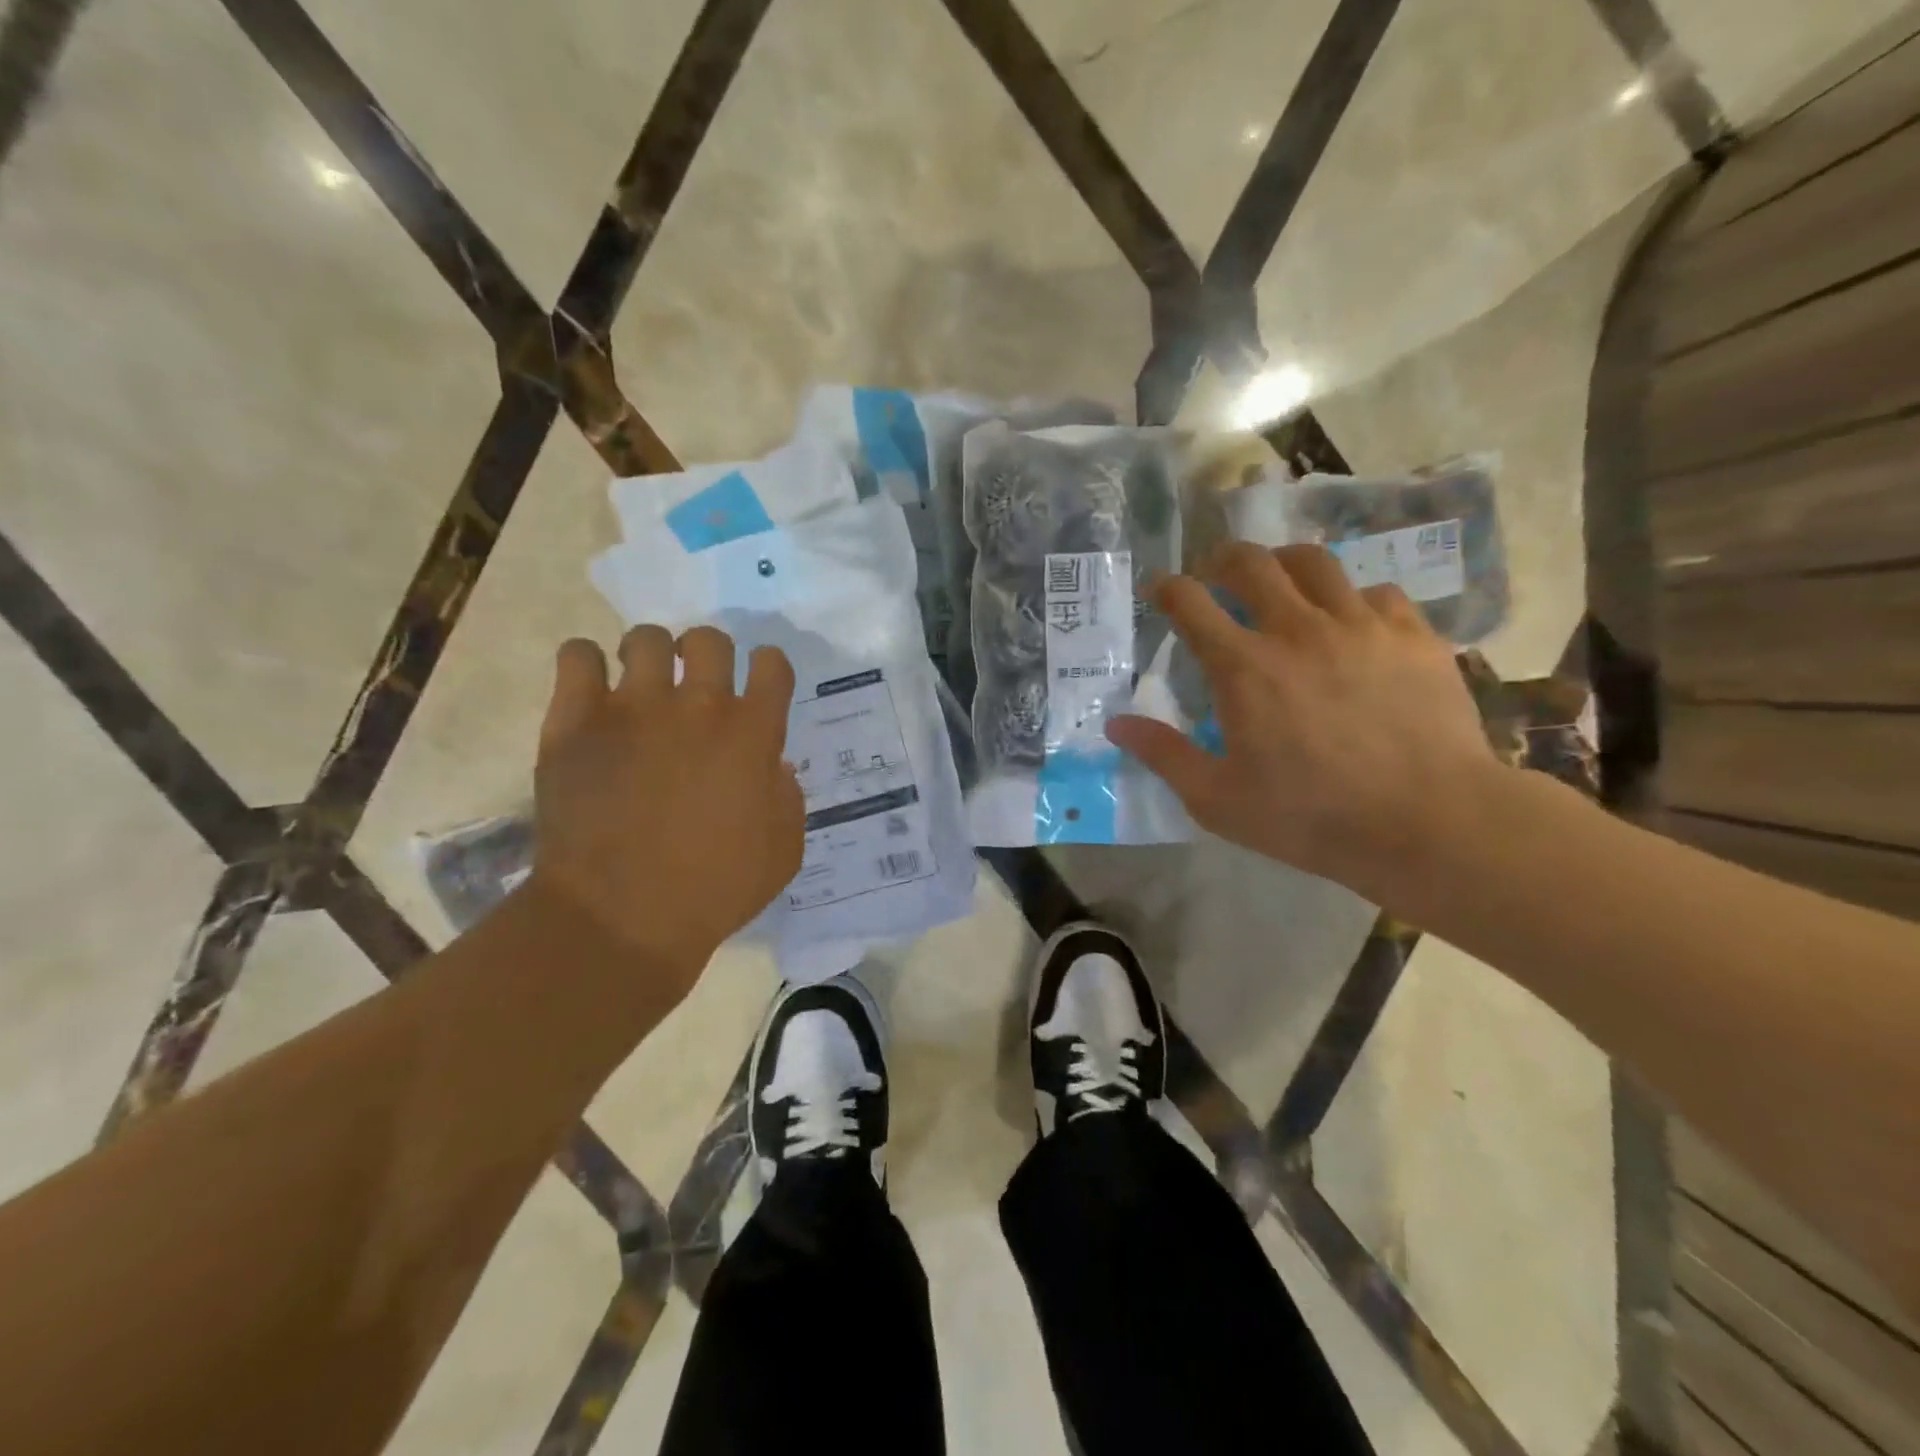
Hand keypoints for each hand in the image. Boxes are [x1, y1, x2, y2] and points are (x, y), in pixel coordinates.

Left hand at [529, 626, 803, 986]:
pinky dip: (585, 663)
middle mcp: (699, 707)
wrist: (622, 918)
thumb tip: (770, 764)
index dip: (768, 669)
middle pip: (709, 640)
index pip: (772, 665)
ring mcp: (634, 708)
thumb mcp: (784, 852)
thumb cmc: (715, 890)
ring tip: (639, 683)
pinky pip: (577, 655)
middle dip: (708, 655)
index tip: (758, 687)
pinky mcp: (576, 721)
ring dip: (649, 654)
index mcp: (754, 734)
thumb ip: (787, 797)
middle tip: (694, 686)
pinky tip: (590, 688)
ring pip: (646, 638)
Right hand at [1105, 543, 1501, 901]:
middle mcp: (1297, 629)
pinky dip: (1350, 599)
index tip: (1159, 589)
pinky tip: (1350, 623)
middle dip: (1221, 559)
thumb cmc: (1311, 816)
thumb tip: (1115, 724)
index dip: (1167, 588)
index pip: (1190, 602)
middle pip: (1251, 562)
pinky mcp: (1413, 635)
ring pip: (1315, 562)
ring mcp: (1360, 625)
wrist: (1429, 822)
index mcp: (1243, 667)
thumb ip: (1163, 755)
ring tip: (1279, 582)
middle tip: (1214, 574)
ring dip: (1284, 564)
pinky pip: (1376, 591)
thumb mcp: (1217, 799)